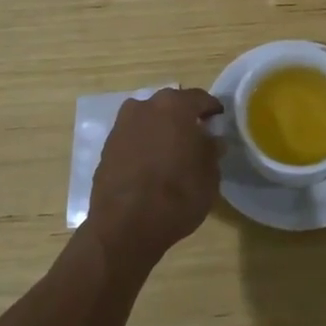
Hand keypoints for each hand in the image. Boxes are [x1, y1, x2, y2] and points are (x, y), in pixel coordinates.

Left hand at [86, 87, 223, 270]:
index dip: (212, 110)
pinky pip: (133, 137)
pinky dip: (143, 145)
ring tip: (171, 153)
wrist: (124, 227)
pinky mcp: (106, 147)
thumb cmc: (177, 196)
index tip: (219, 122)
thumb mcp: (209, 175)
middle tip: (196, 138)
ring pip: (149, 119)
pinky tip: (150, 166)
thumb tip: (211, 140)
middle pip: (171, 105)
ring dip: (161, 129)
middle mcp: (145, 106)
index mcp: (175, 106)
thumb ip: (211, 150)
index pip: (200, 99)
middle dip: (184, 118)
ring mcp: (122, 125)